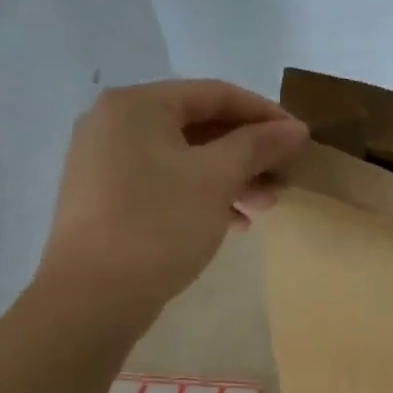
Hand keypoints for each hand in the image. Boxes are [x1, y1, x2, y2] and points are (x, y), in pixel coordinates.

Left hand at [34, 80, 307, 326]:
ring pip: (187, 157)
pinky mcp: (108, 198)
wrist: (92, 298)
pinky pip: (167, 182)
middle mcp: (116, 124)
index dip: (264, 113)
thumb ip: (258, 145)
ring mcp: (107, 162)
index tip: (300, 139)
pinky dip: (204, 195)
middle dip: (250, 152)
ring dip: (233, 177)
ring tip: (266, 206)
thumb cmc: (159, 224)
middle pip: (201, 125)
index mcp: (137, 106)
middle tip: (285, 177)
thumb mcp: (217, 178)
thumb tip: (296, 128)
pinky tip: (235, 222)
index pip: (216, 94)